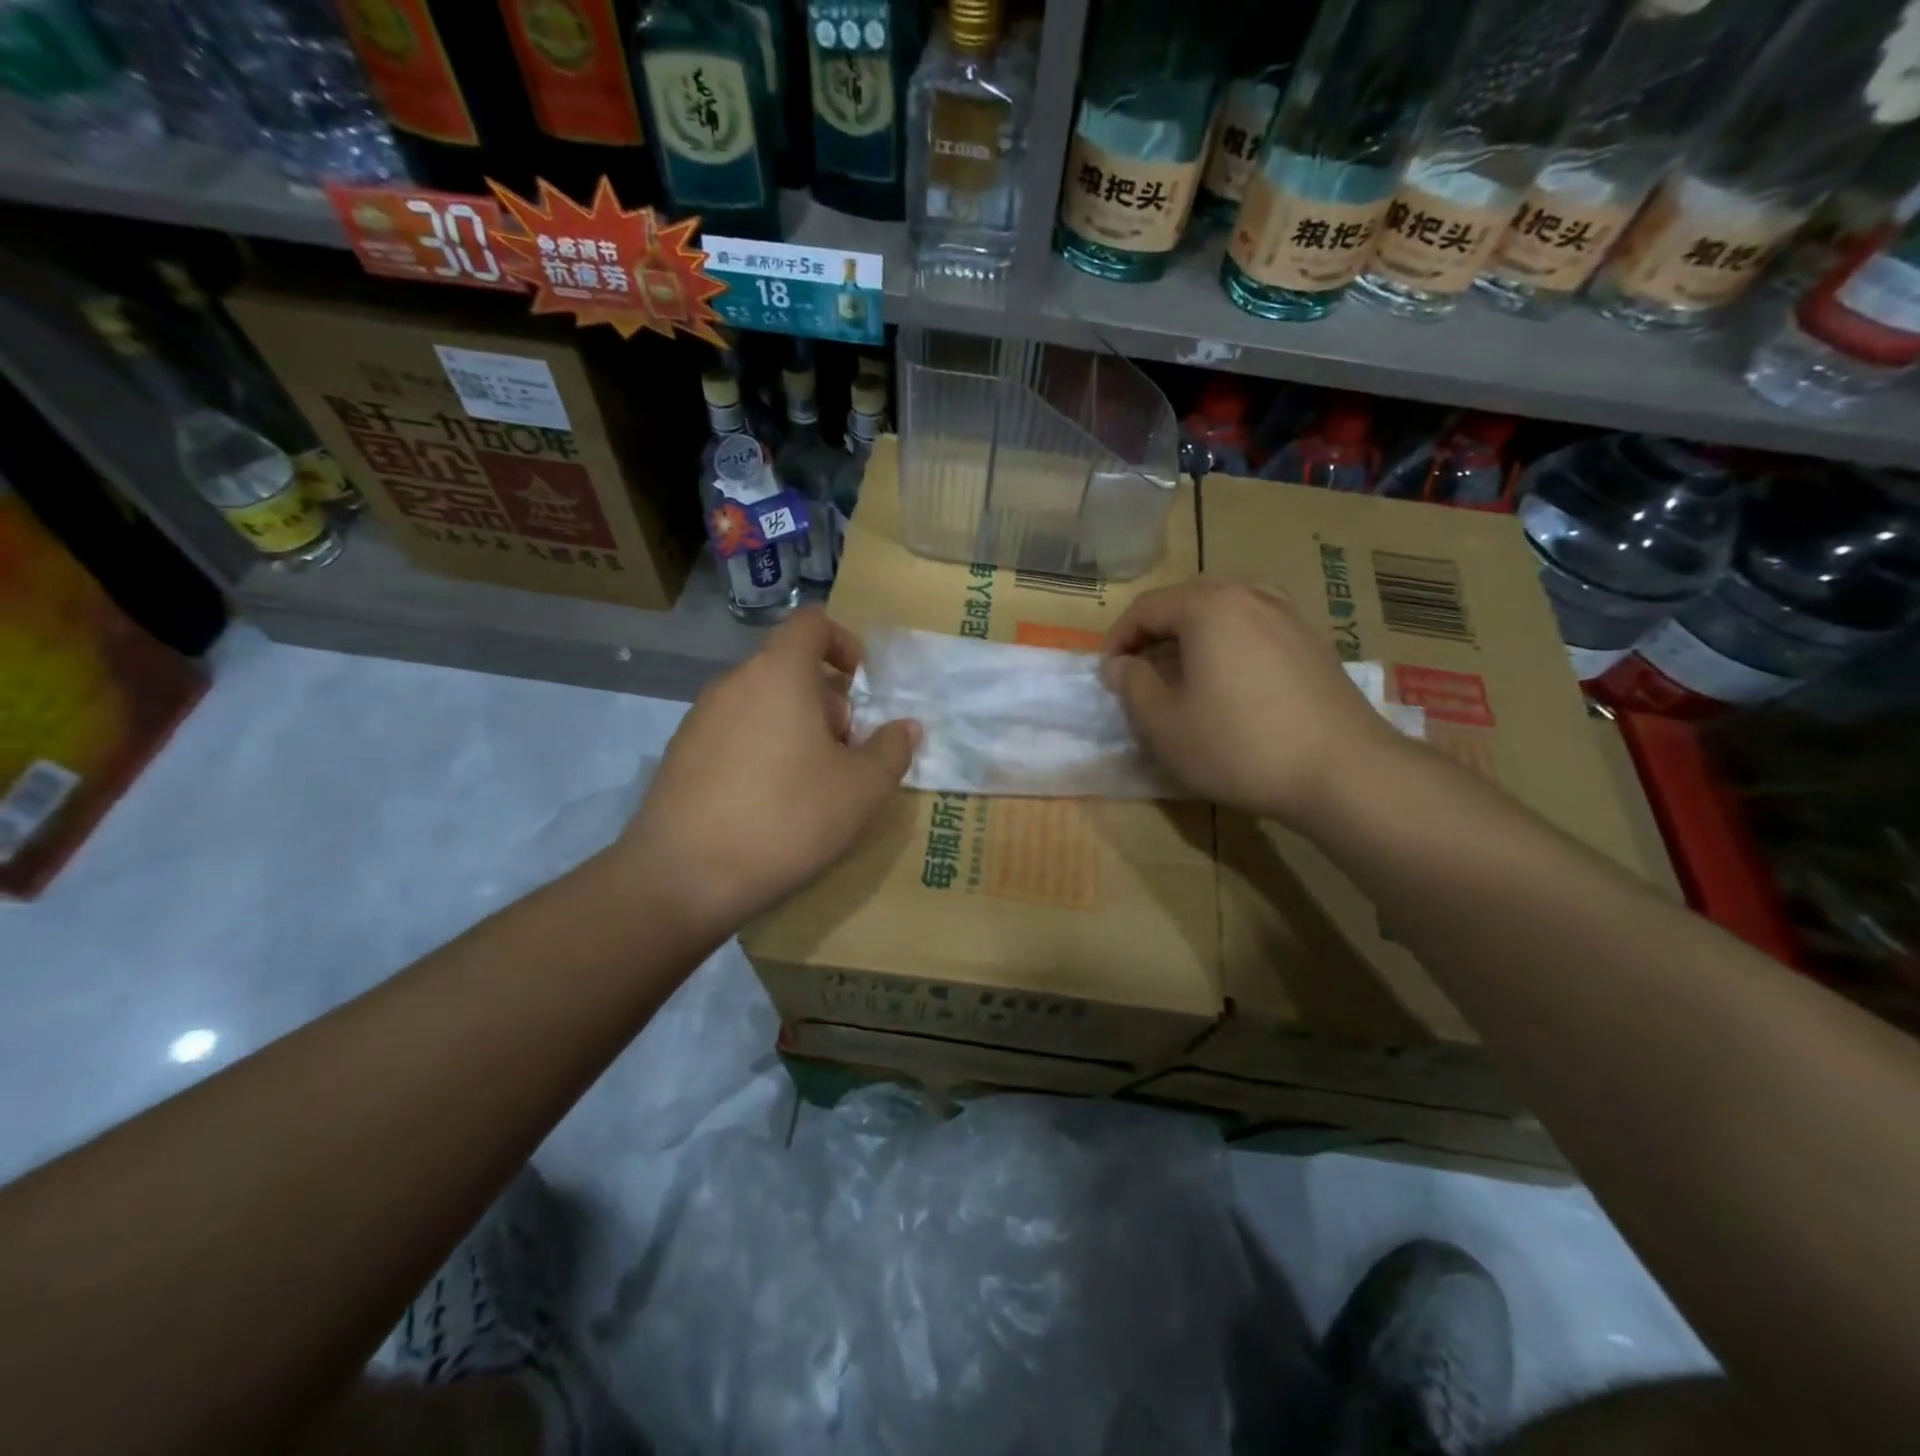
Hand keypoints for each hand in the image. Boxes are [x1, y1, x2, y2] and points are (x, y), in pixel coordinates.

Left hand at [608, 608, 918, 936]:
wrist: (683, 877)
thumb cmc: (787, 818)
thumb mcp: (861, 790)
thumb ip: (892, 750)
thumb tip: (906, 727)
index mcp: (779, 674)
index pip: (811, 624)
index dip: (843, 642)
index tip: (861, 683)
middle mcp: (734, 683)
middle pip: (789, 669)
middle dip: (827, 702)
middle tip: (846, 753)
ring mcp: (700, 718)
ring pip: (762, 703)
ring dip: (796, 728)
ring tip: (811, 783)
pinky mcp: (680, 754)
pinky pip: (734, 732)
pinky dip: (761, 748)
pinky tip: (769, 802)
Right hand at [1100, 580, 1404, 827]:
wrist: (1343, 772)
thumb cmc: (1238, 745)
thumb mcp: (1164, 723)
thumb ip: (1132, 685)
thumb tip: (1118, 665)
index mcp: (1209, 606)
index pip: (1146, 607)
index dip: (1117, 639)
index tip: (1106, 674)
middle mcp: (1251, 595)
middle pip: (1187, 601)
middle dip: (1154, 633)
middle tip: (1140, 672)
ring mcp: (1289, 616)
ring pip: (1225, 612)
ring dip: (1192, 637)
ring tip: (1181, 675)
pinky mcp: (1313, 643)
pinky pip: (1255, 628)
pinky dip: (1228, 645)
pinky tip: (1228, 683)